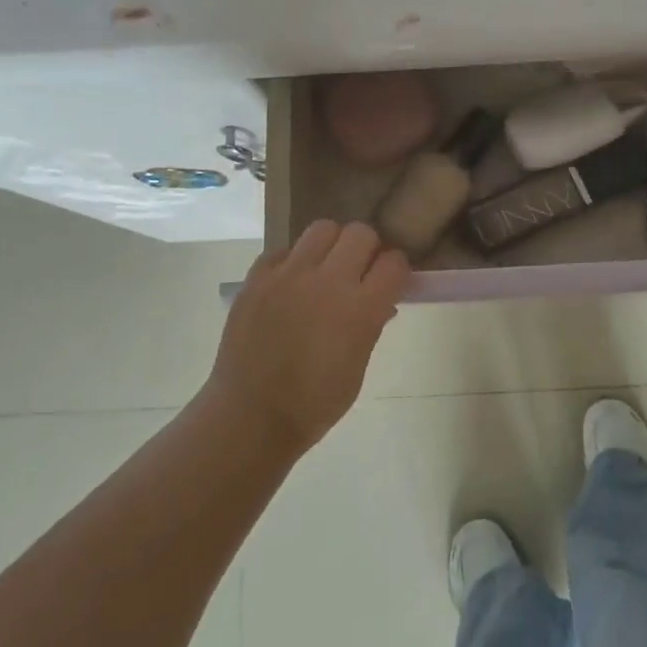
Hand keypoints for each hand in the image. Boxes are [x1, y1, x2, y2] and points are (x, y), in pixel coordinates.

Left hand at [206, 220, 409, 453]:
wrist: (250, 417)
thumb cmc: (314, 404)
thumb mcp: (357, 368)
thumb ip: (372, 325)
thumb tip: (382, 301)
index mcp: (360, 309)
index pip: (394, 262)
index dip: (396, 270)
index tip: (390, 281)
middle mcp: (327, 282)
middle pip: (361, 233)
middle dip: (368, 249)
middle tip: (359, 271)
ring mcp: (288, 276)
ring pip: (322, 228)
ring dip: (332, 245)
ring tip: (324, 269)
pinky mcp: (257, 278)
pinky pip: (282, 251)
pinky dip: (292, 261)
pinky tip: (291, 285)